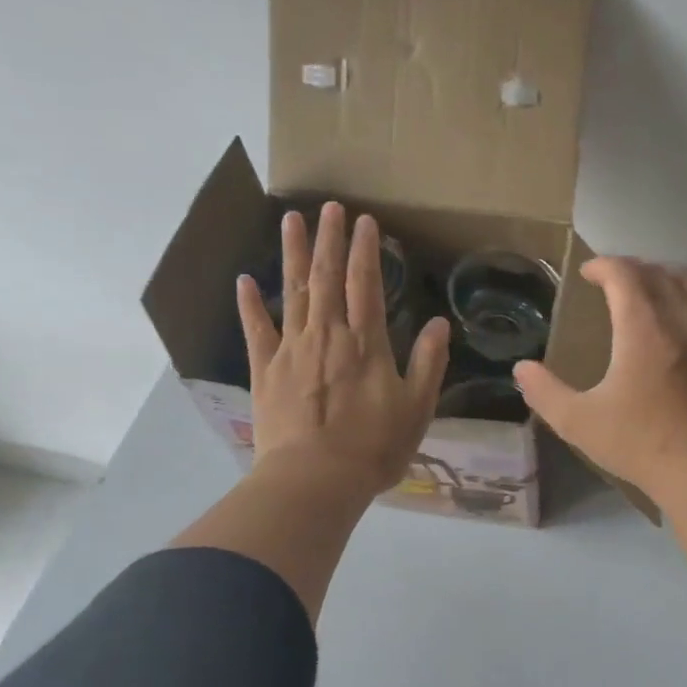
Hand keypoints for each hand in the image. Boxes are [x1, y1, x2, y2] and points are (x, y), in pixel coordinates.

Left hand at [238, 203, 449, 499]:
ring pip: (293, 291)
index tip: (365, 221)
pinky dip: (250, 304)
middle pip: (328, 277)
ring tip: (291, 220)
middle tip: (329, 206)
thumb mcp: (416, 409)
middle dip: (330, 239)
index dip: (366, 250)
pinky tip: (245, 280)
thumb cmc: (373, 448)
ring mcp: (291, 349)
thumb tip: (440, 323)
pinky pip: (256, 329)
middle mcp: (327, 335)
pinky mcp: (265, 370)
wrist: (314, 480)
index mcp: (366, 344)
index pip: (366, 284)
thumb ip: (428, 363)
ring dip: (294, 254)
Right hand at [513, 257, 686, 565]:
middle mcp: (680, 319)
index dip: (602, 266)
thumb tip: (522, 369)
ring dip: (661, 280)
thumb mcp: (578, 422)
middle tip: (609, 284)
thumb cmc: (639, 443)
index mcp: (642, 329)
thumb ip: (544, 392)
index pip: (624, 274)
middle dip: (629, 269)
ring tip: (644, 296)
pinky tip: (677, 328)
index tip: (586, 274)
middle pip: (656, 272)